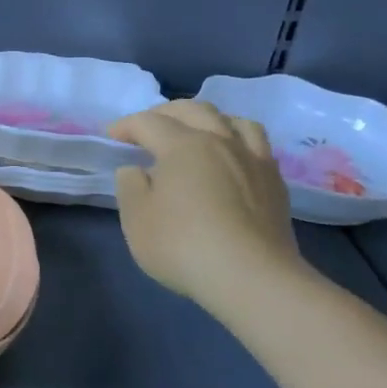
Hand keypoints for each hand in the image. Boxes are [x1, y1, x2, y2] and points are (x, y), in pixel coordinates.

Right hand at [109, 101, 307, 319]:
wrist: (252, 278)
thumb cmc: (183, 245)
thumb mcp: (137, 219)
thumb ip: (130, 186)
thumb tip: (136, 169)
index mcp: (183, 145)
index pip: (149, 122)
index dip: (126, 125)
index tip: (112, 136)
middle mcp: (220, 141)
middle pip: (193, 110)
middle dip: (165, 112)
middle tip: (149, 127)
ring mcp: (252, 159)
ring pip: (232, 120)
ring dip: (207, 118)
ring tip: (196, 132)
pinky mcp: (275, 182)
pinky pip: (256, 143)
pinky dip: (236, 138)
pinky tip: (230, 157)